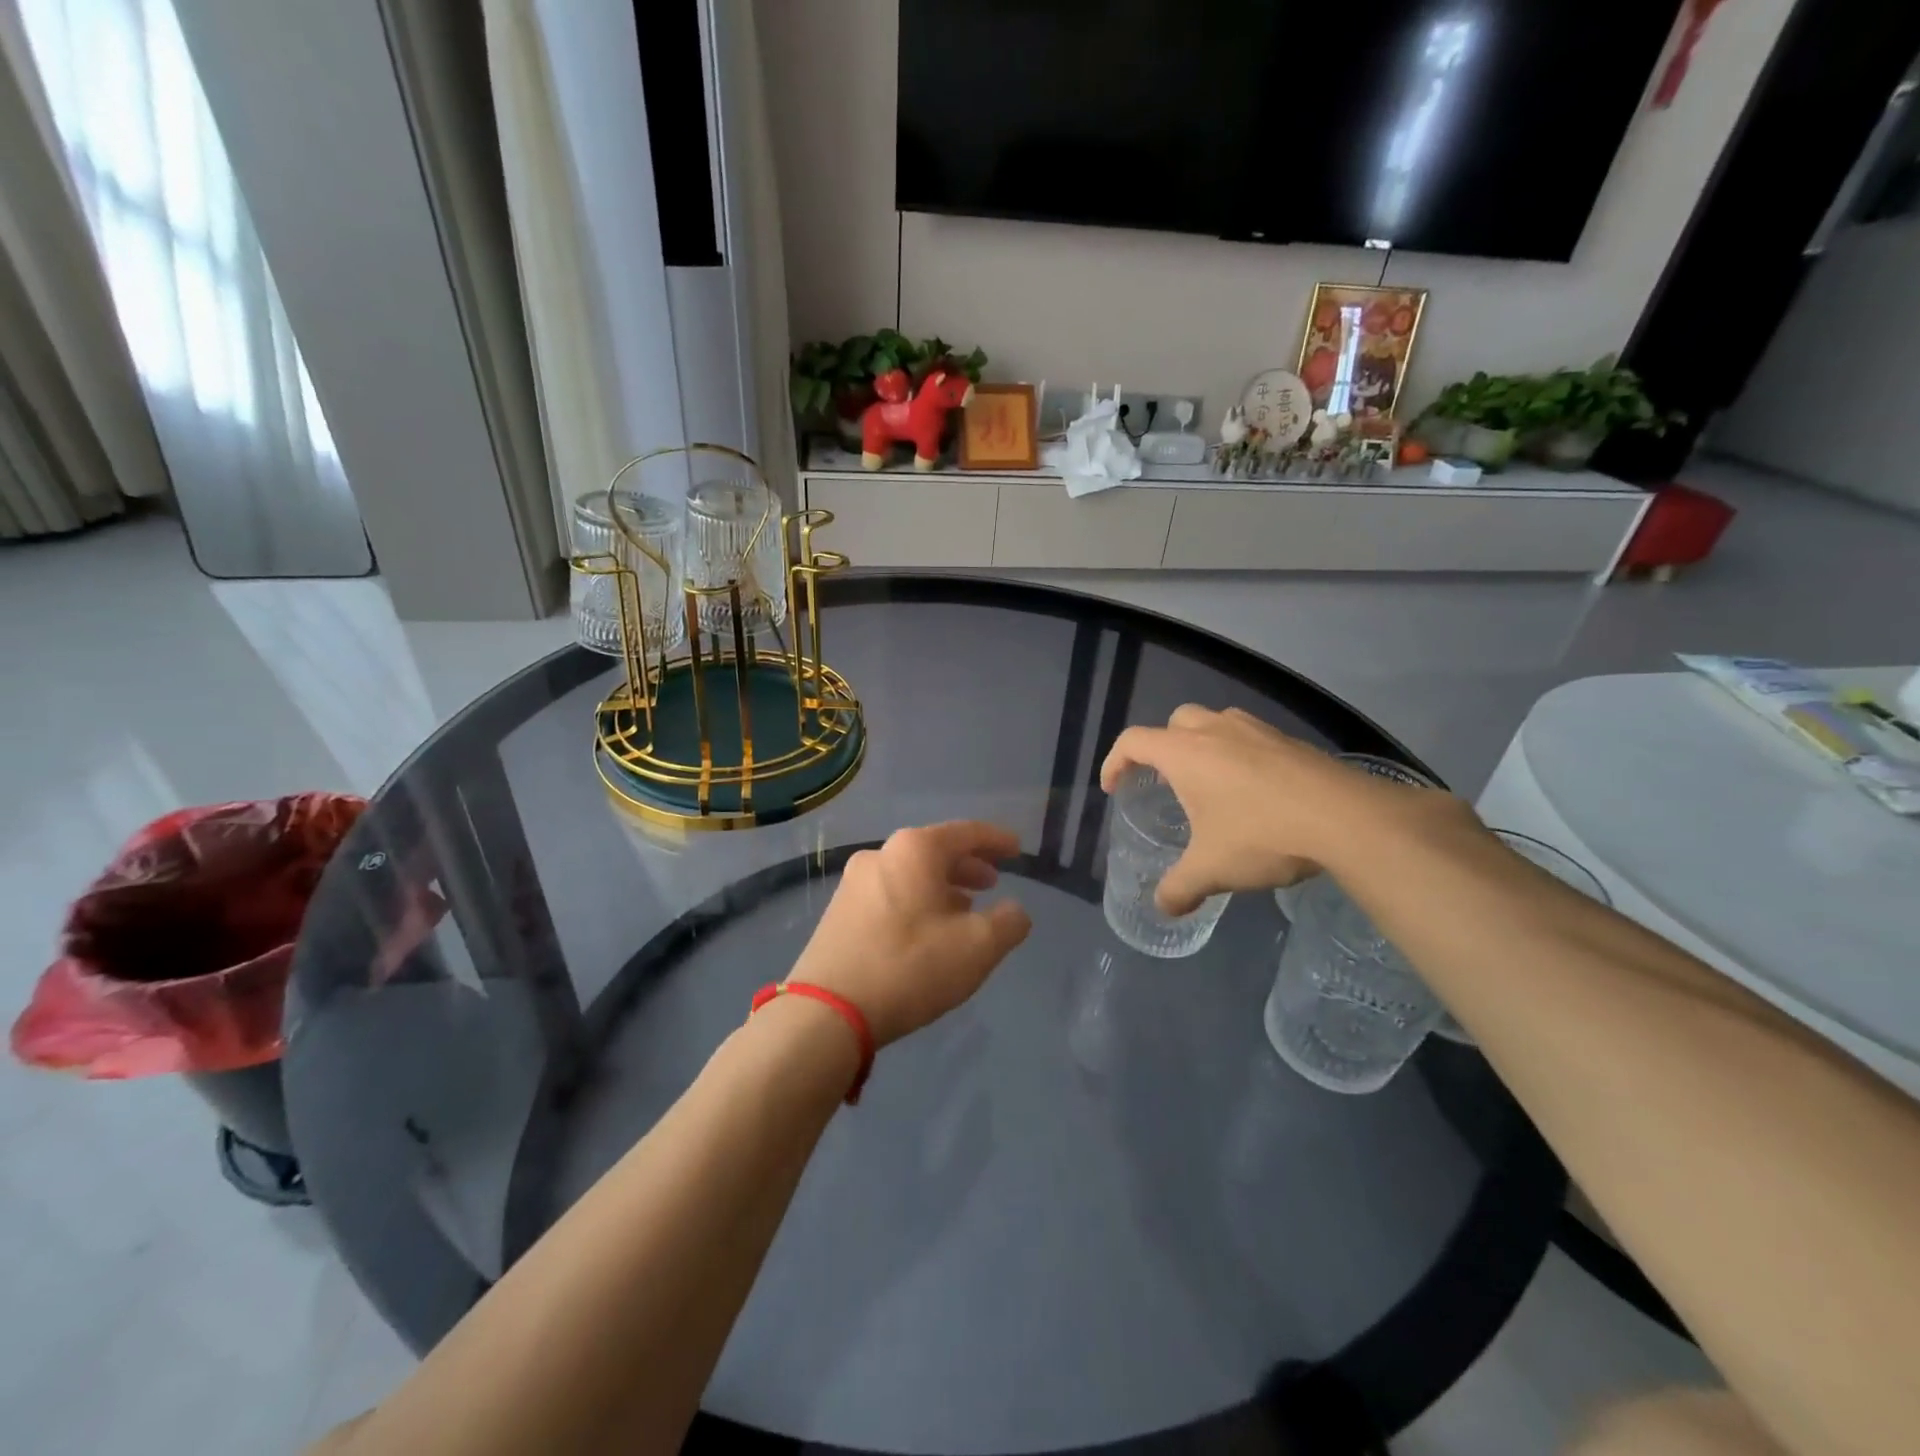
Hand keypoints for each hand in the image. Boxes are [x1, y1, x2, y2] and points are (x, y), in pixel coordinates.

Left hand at [790, 822, 1031, 1046]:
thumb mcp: (977, 948)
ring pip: (911, 875)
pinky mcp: (838, 912)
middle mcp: (881, 855)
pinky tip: (927, 930)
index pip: (966, 833)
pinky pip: (890, 894)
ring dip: (942, 887)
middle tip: (993, 883)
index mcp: (914, 850)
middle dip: (968, 866)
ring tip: (964, 910)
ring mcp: (853, 883)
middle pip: (935, 851)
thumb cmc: (910, 967)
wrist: (827, 1011)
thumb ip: (1008, 923)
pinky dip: (917, 902)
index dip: (996, 840)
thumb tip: (1015, 912)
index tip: (1017, 848)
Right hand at [1100, 705, 1455, 914]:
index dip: (1115, 762)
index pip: (1133, 741)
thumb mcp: (1212, 869)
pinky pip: (1249, 736)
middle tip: (1167, 782)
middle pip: (1174, 723)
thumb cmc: (1262, 835)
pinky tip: (1254, 789)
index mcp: (1184, 753)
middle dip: (1162, 747)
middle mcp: (1215, 730)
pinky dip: (1238, 753)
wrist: (1345, 818)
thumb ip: (1179, 888)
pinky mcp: (1289, 739)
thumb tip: (1163, 908)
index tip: (1115, 787)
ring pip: (1214, 722)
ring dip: (1202, 744)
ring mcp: (1256, 729)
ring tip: (1210, 783)